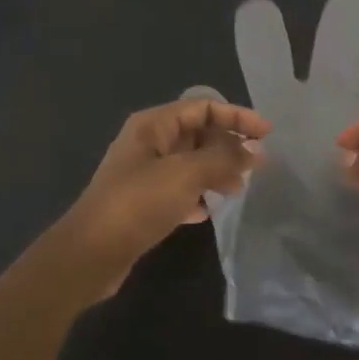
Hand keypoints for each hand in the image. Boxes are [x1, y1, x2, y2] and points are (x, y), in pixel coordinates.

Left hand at [56, 99, 270, 300]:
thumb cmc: (139, 202)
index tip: (267, 133)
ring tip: (238, 190)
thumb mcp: (186, 174)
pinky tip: (208, 211)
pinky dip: (197, 195)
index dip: (237, 116)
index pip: (203, 107)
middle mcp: (148, 143)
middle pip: (198, 134)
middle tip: (257, 166)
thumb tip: (254, 150)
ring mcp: (144, 174)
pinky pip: (179, 190)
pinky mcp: (143, 203)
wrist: (91, 253)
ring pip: (191, 163)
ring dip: (216, 172)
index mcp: (154, 125)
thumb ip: (223, 158)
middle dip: (228, 146)